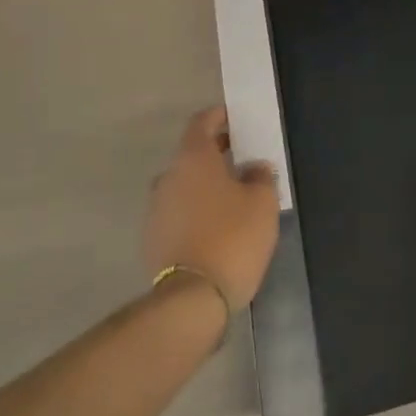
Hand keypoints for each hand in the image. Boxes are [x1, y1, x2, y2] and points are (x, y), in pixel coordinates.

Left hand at [144, 107, 278, 312]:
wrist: (191, 299)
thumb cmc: (232, 237)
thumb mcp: (262, 202)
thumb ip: (260, 176)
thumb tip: (254, 168)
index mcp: (193, 158)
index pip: (201, 122)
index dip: (219, 116)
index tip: (235, 118)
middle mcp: (168, 176)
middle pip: (192, 154)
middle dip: (216, 153)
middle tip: (242, 159)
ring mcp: (156, 208)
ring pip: (184, 184)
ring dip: (205, 184)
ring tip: (232, 197)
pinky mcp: (152, 238)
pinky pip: (178, 211)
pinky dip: (195, 210)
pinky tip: (216, 226)